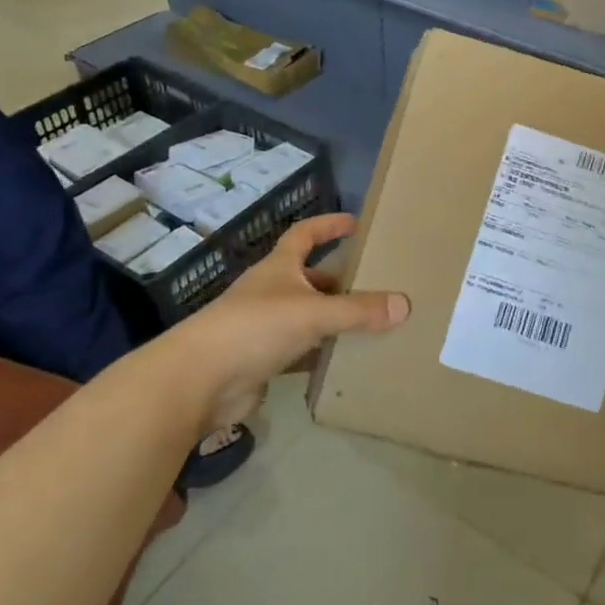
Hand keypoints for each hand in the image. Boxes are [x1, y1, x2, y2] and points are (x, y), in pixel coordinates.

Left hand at [165, 213, 408, 430]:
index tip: (356, 223)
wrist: (198, 382)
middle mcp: (270, 291)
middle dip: (340, 280)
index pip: (305, 234)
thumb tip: (405, 304)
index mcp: (279, 268)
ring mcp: (263, 327)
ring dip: (332, 319)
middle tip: (376, 285)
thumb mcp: (313, 313)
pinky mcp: (261, 361)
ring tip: (371, 323)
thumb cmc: (255, 328)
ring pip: (307, 316)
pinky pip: (300, 352)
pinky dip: (321, 354)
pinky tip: (345, 361)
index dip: (329, 225)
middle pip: (310, 278)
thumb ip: (358, 310)